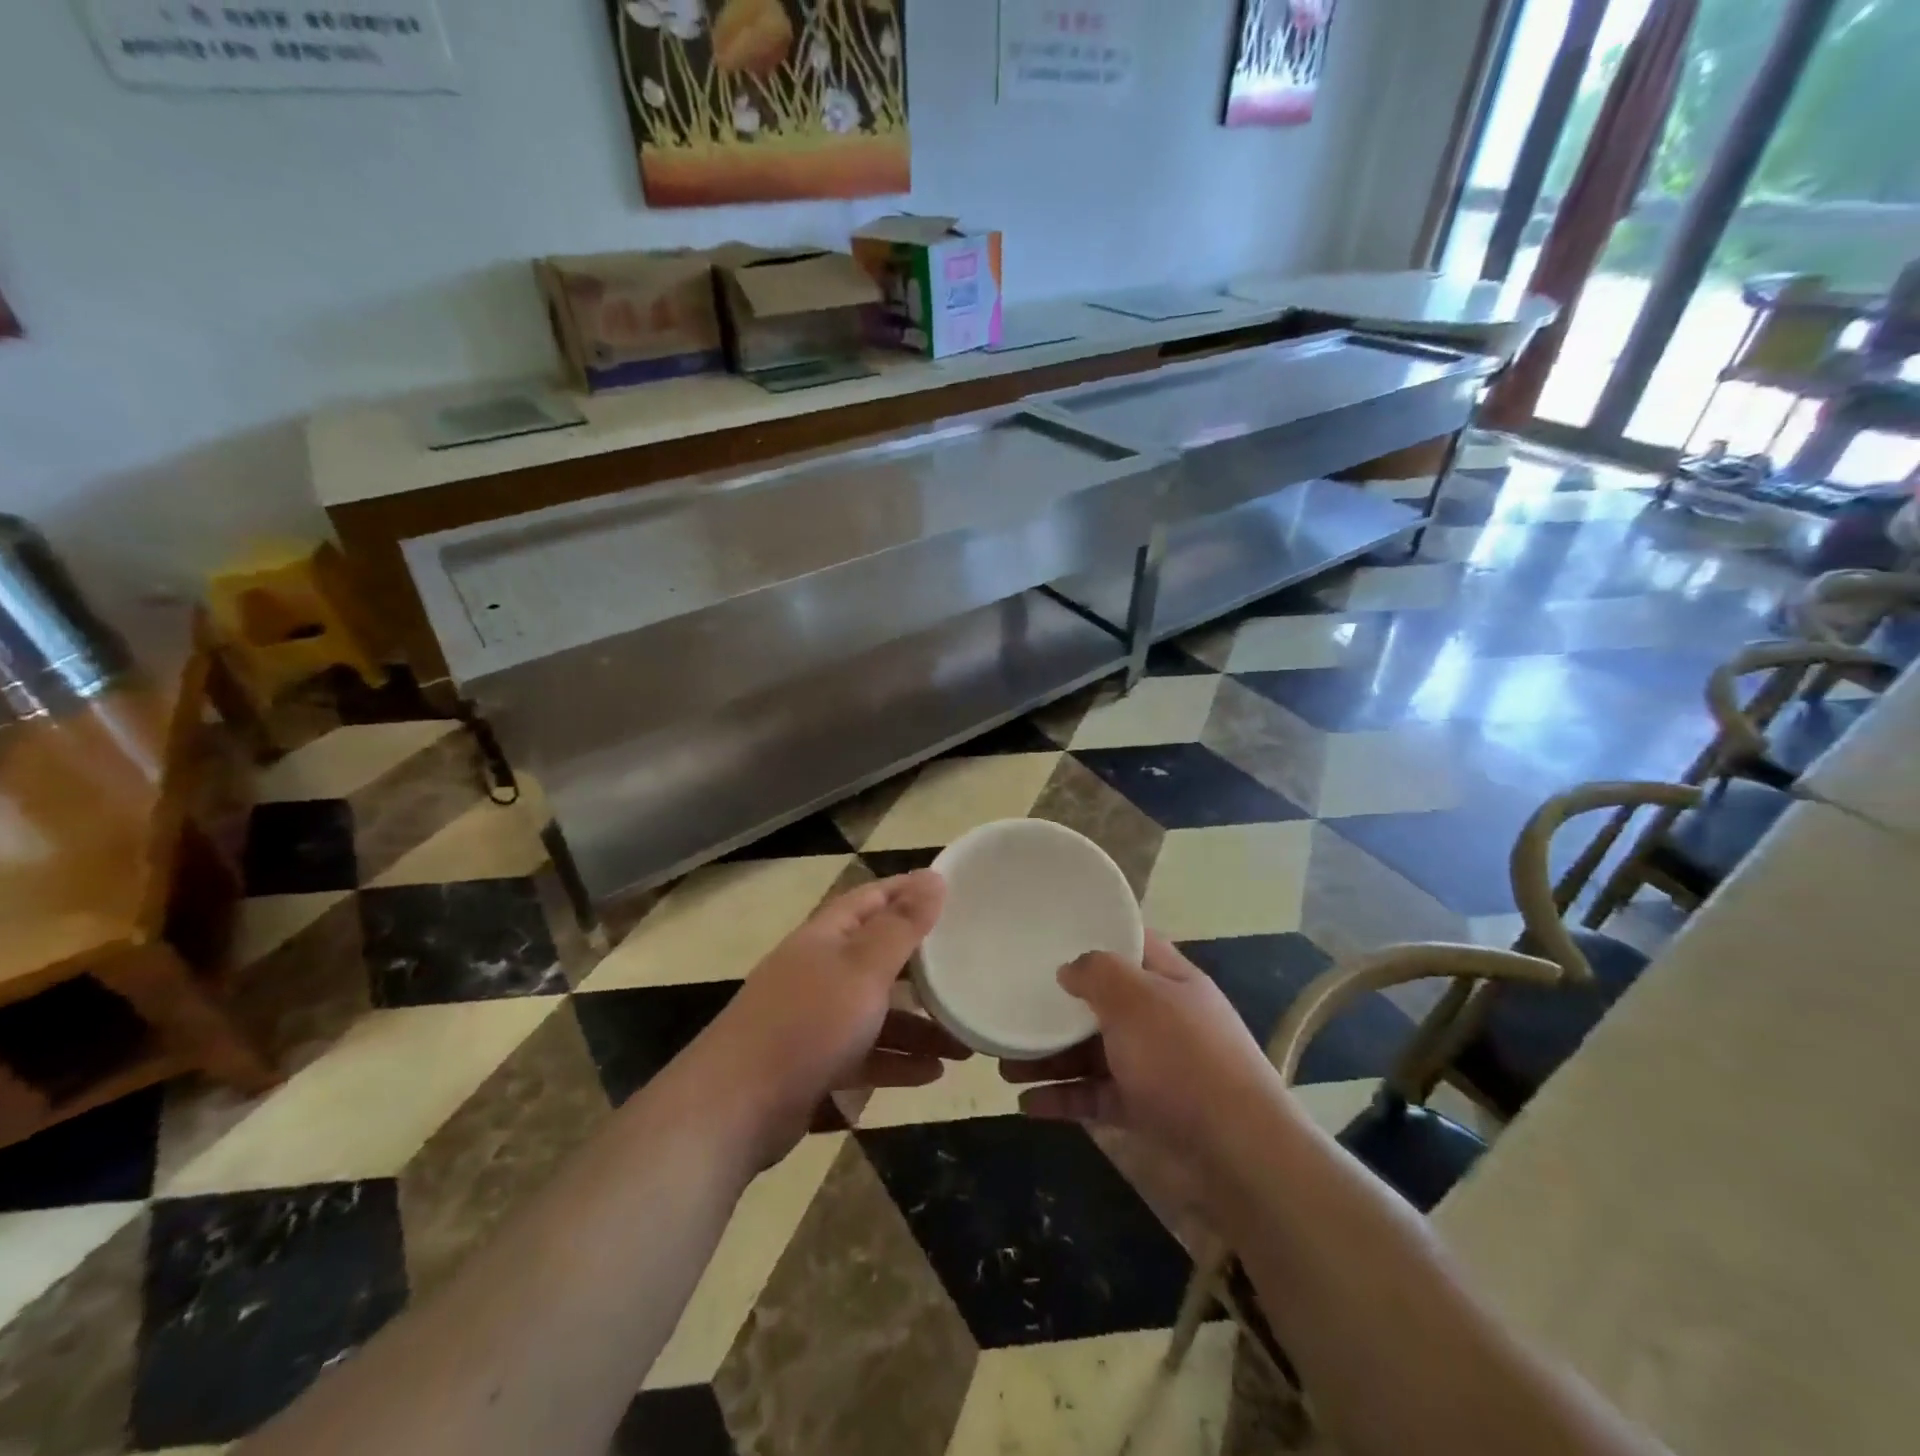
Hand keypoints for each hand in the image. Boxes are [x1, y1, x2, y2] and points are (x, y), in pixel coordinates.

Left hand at [697, 870, 968, 1161]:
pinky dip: (897, 1061)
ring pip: (877, 1012)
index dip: (909, 891)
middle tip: (969, 972)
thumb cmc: (806, 1024)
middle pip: (879, 958)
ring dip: (919, 1025)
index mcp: (826, 936)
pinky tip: (933, 1074)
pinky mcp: (814, 1064)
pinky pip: (866, 1055)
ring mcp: (814, 1020)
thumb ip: (901, 926)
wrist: (733, 1109)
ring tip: (966, 1043)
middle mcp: (819, 971)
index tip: (954, 892)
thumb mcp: (863, 968)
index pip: (872, 899)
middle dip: (924, 968)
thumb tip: (933, 877)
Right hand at [1001, 932, 1281, 1153]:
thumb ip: (1098, 974)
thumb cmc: (1183, 1059)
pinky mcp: (1147, 1110)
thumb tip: (1069, 968)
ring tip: (1004, 1063)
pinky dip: (1064, 1098)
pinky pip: (1097, 1096)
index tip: (1051, 936)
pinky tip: (1027, 1105)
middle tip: (1013, 1008)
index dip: (1095, 936)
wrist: (1239, 1153)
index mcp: (1170, 980)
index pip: (1131, 944)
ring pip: (1094, 1052)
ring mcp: (1156, 1066)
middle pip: (1103, 1003)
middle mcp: (1163, 1018)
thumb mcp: (1137, 1000)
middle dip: (1057, 1008)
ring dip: (1051, 1057)